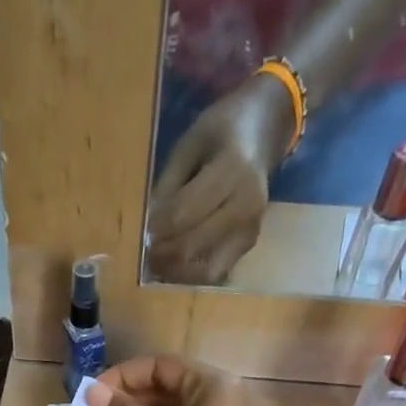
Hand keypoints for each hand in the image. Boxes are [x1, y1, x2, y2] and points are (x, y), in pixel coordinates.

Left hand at [147, 74, 293, 285]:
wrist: (263, 131)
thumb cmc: (221, 132)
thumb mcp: (189, 145)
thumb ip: (168, 185)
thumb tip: (149, 228)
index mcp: (232, 170)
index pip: (183, 213)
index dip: (157, 228)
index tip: (142, 231)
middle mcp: (247, 204)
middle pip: (193, 245)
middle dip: (163, 254)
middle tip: (145, 252)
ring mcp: (250, 228)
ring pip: (205, 269)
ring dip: (176, 271)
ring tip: (158, 263)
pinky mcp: (249, 244)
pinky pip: (216, 272)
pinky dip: (192, 274)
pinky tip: (177, 264)